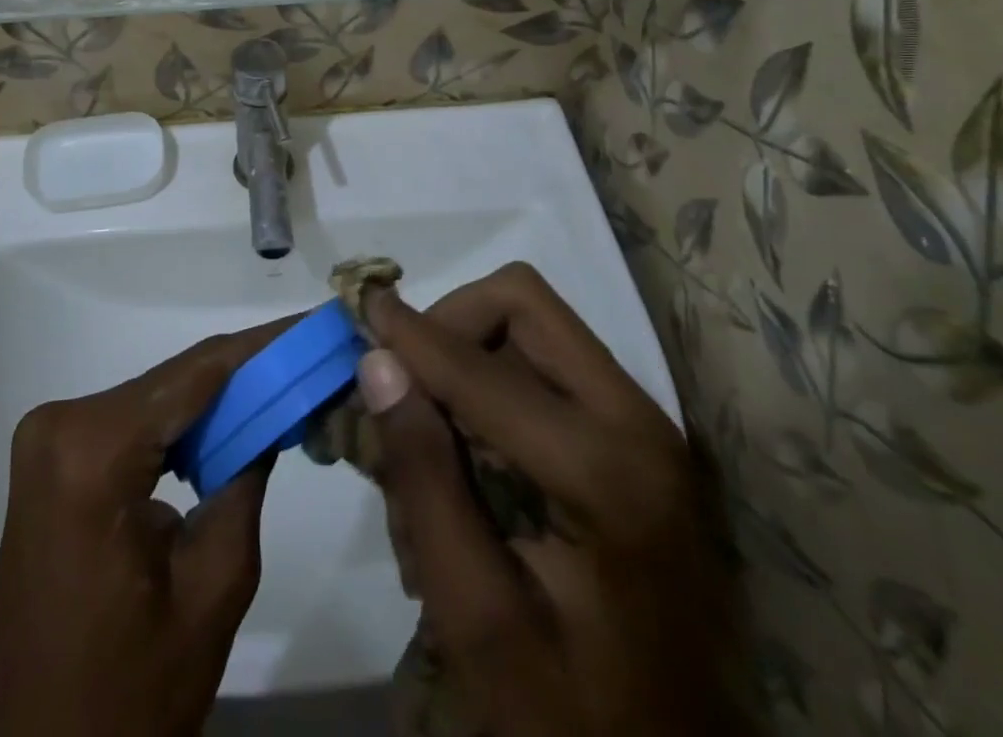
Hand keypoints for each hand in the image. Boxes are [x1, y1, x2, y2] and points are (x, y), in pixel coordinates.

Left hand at [0, 323, 286, 736]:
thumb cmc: (127, 696)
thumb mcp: (212, 586)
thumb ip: (246, 479)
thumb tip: (273, 411)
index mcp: (93, 452)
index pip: (198, 374)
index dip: (263, 345)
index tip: (315, 324)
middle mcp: (61, 424)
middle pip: (175, 383)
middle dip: (246, 372)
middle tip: (310, 357)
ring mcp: (49, 440)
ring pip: (156, 400)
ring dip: (217, 399)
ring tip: (284, 386)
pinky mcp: (51, 460)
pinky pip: (131, 425)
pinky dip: (181, 426)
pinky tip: (229, 424)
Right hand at [356, 264, 744, 736]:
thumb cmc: (569, 715)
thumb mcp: (476, 615)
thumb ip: (424, 480)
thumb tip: (377, 362)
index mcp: (607, 470)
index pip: (480, 365)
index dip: (410, 334)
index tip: (358, 310)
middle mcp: (638, 423)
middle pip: (523, 307)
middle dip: (450, 326)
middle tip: (402, 382)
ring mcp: (643, 427)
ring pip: (532, 328)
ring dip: (466, 356)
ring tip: (428, 434)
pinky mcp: (634, 439)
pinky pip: (545, 365)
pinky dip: (490, 383)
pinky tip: (465, 453)